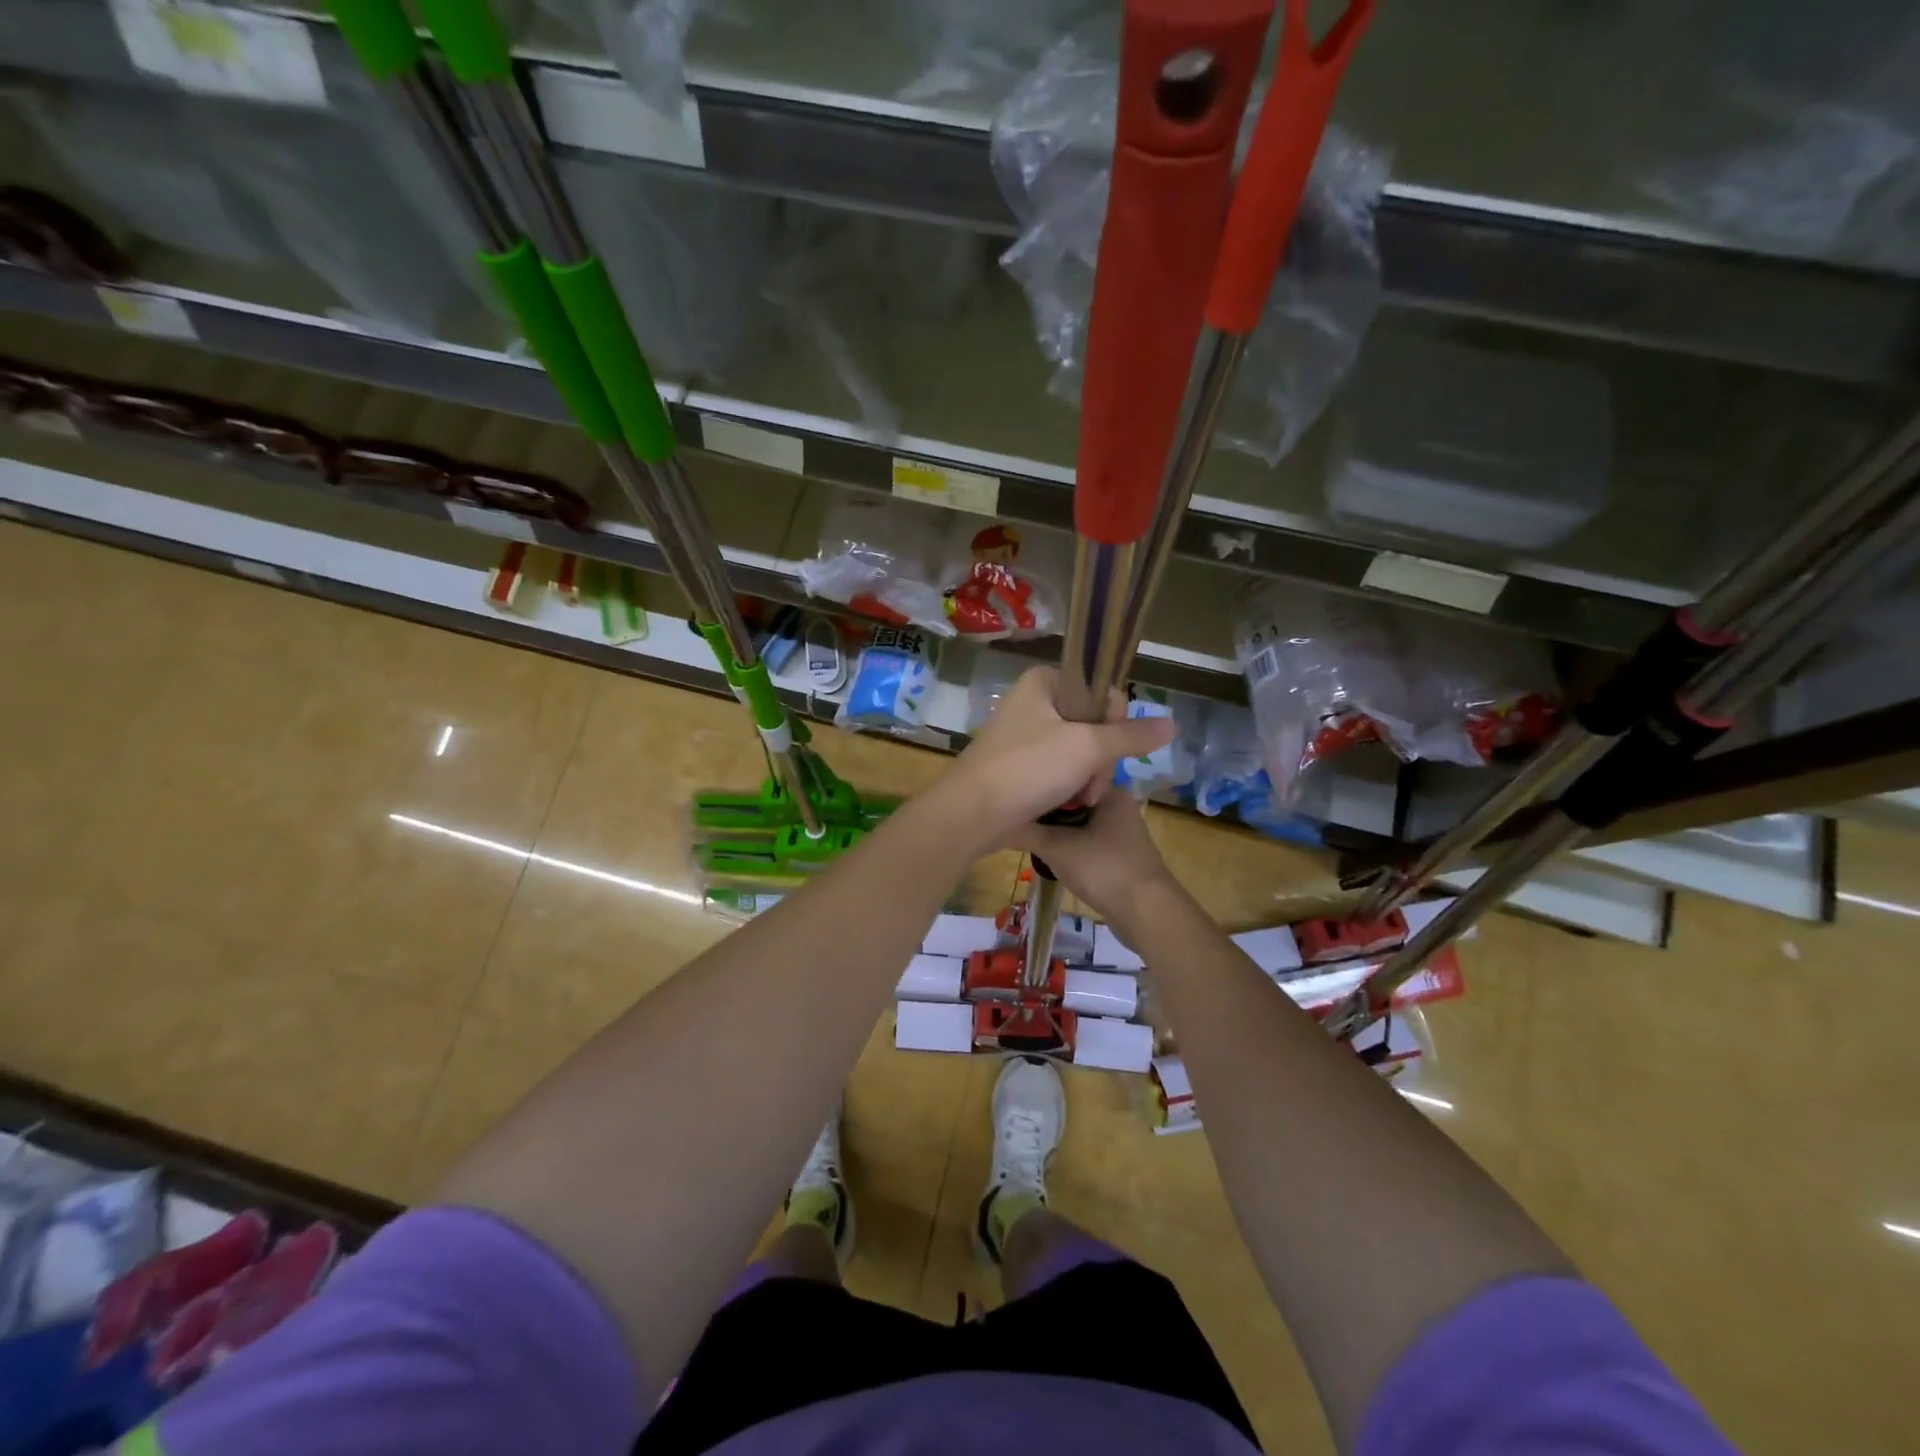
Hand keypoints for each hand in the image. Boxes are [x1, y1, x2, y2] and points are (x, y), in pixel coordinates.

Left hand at [938, 667, 1174, 849]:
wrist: (972, 814)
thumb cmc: (1028, 768)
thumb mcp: (1087, 747)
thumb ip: (1131, 735)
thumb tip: (1173, 723)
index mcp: (1043, 682)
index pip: (1100, 691)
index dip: (1113, 721)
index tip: (1107, 747)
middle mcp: (1033, 702)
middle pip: (1093, 723)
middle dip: (1101, 758)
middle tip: (1092, 784)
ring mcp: (1025, 736)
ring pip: (1080, 751)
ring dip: (1089, 777)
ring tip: (1082, 800)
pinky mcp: (1020, 766)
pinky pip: (1060, 769)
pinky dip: (1070, 787)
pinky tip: (1071, 805)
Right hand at [1009, 791, 1175, 924]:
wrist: (1146, 912)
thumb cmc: (1103, 868)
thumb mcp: (1058, 848)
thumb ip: (1026, 832)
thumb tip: (995, 823)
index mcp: (1110, 792)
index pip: (1067, 778)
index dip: (1039, 786)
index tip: (1014, 796)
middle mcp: (1118, 806)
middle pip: (1071, 802)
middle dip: (1044, 812)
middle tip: (1014, 818)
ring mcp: (1120, 832)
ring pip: (1078, 824)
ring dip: (1055, 831)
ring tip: (1024, 835)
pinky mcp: (1119, 855)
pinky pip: (1086, 842)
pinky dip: (1068, 846)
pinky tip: (1048, 855)